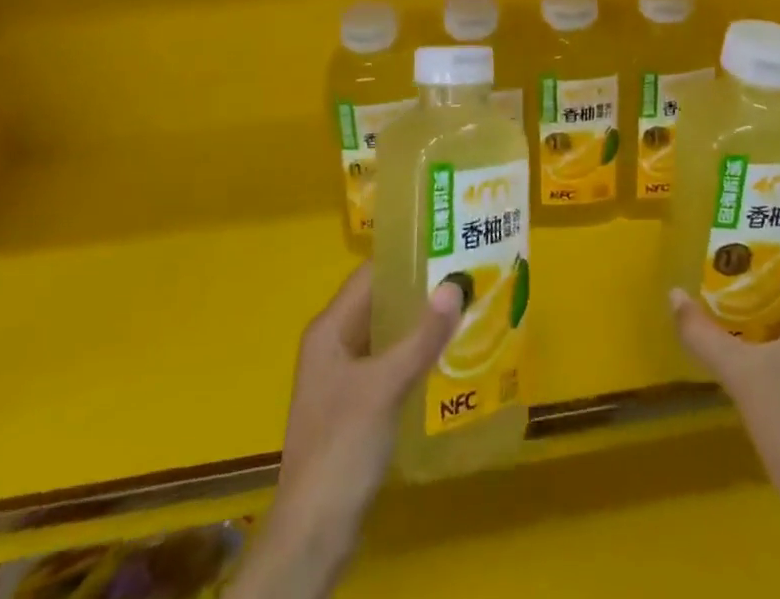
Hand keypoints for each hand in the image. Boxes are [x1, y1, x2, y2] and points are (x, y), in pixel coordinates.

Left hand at [234, 266, 462, 597]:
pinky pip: (388, 365)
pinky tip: (447, 356)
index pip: (369, 275)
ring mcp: (343, 378)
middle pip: (379, 303)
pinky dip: (414, 355)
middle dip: (419, 290)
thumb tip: (455, 283)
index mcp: (329, 330)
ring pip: (386, 335)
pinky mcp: (355, 407)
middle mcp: (333, 345)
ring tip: (465, 308)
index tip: (446, 244)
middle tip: (466, 274)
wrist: (313, 535)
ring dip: (419, 324)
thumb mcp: (386, 387)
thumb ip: (422, 336)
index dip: (405, 258)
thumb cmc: (342, 448)